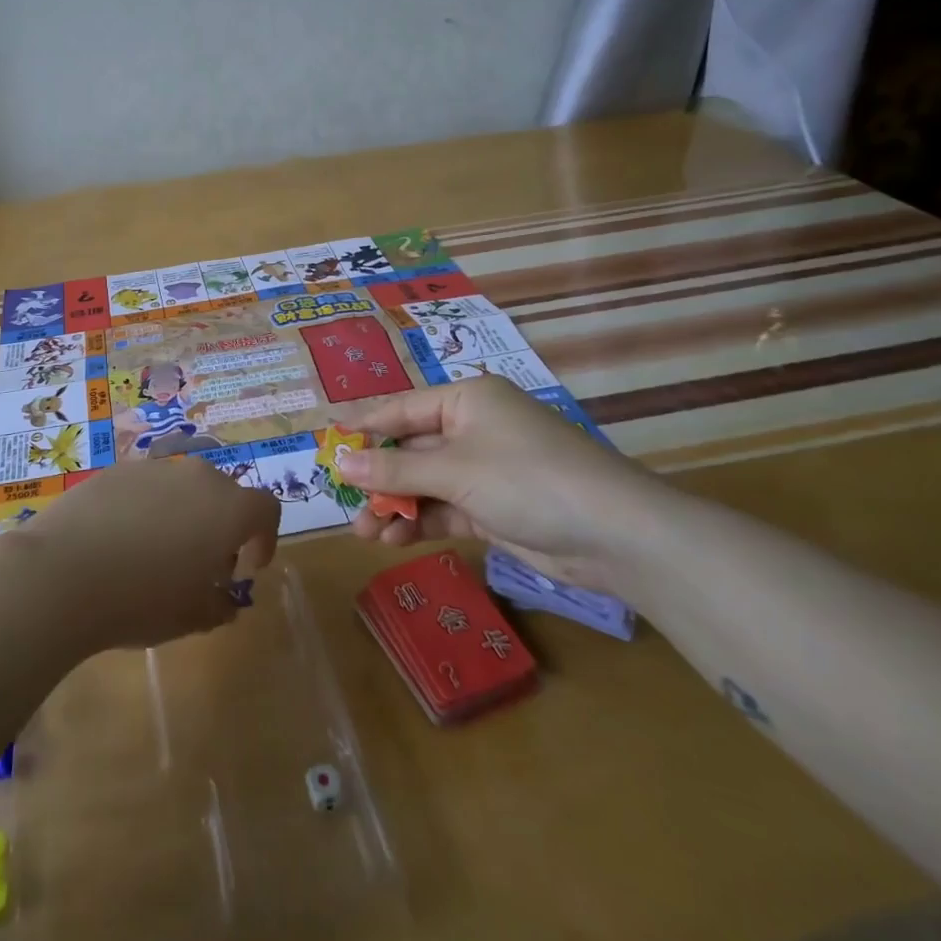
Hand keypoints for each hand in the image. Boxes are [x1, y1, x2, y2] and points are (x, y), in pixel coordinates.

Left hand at [9, 459, 279, 651]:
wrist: (62, 573)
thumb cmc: (141, 599)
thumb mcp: (191, 618)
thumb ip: (219, 606)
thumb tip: (224, 601)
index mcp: (227, 508)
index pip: (266, 509)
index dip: (264, 538)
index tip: (247, 568)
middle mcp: (196, 476)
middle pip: (224, 494)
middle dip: (221, 527)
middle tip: (202, 565)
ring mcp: (153, 468)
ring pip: (182, 487)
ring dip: (183, 515)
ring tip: (157, 554)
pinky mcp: (116, 470)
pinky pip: (145, 487)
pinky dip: (146, 509)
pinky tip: (120, 542)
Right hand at [339, 377, 662, 586]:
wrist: (613, 534)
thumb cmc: (526, 478)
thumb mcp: (454, 470)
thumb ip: (394, 471)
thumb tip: (340, 464)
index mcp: (466, 400)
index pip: (401, 410)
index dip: (363, 429)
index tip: (327, 447)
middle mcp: (473, 428)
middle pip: (411, 450)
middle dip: (377, 479)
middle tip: (343, 502)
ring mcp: (485, 469)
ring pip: (425, 484)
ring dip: (395, 506)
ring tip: (363, 533)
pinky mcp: (494, 507)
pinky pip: (445, 508)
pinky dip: (420, 522)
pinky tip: (394, 540)